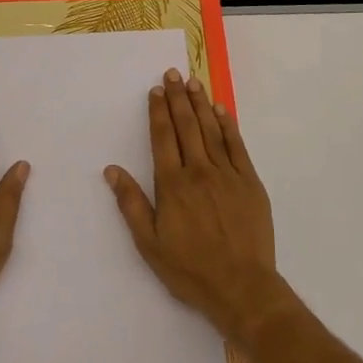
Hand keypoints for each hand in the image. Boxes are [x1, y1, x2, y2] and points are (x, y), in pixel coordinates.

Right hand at [104, 68, 293, 347]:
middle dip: (178, 98)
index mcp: (172, 186)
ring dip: (200, 104)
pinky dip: (228, 125)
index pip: (162, 138)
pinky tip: (221, 110)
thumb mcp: (150, 245)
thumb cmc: (190, 270)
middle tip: (173, 74)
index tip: (156, 90)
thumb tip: (112, 170)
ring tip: (193, 82)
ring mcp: (227, 174)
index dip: (158, 112)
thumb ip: (132, 204)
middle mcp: (199, 171)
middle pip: (186, 126)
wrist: (242, 288)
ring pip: (211, 130)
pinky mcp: (249, 182)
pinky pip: (237, 146)